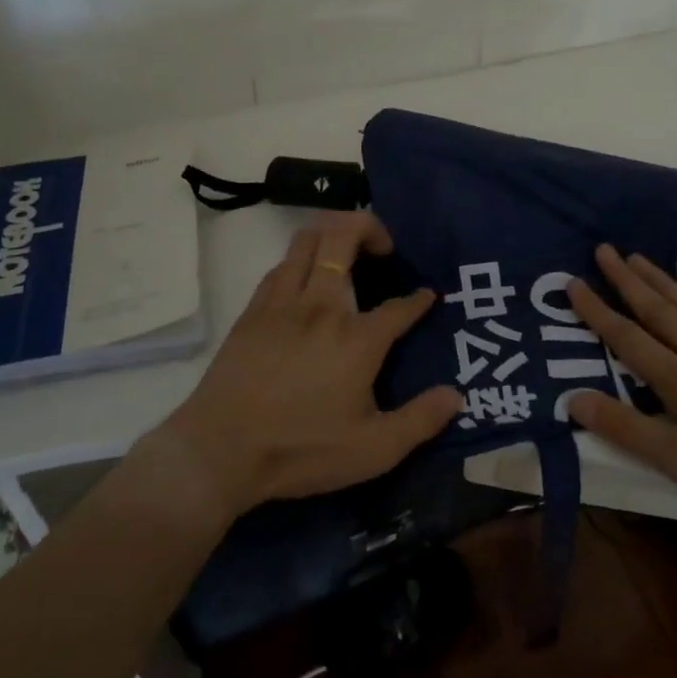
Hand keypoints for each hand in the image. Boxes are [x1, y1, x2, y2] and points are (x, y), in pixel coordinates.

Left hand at [154, 211, 461, 520]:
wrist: (219, 451)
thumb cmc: (301, 450)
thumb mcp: (373, 450)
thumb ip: (420, 421)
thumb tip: (457, 396)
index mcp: (357, 339)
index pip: (398, 307)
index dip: (418, 300)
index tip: (427, 296)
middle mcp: (321, 307)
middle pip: (343, 237)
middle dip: (369, 226)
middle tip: (383, 246)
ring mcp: (282, 304)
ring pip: (306, 240)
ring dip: (331, 233)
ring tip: (346, 249)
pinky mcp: (253, 312)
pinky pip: (280, 266)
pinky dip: (300, 259)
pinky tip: (304, 278)